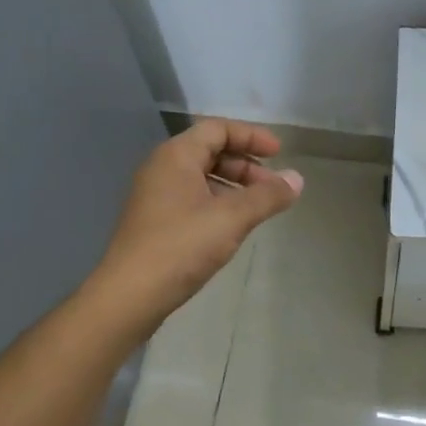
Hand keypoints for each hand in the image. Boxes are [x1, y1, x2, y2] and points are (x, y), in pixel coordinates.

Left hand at [92, 119, 302, 331]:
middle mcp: (162, 168)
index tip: (279, 153)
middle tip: (272, 186)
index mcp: (176, 156)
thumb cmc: (181, 246)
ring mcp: (155, 196)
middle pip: (210, 151)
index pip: (217, 129)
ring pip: (202, 177)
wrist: (128, 296)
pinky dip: (218, 202)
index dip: (251, 136)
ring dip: (234, 185)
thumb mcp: (232, 218)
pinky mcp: (154, 221)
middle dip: (245, 164)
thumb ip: (267, 196)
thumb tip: (297, 179)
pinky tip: (233, 226)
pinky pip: (192, 198)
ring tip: (258, 208)